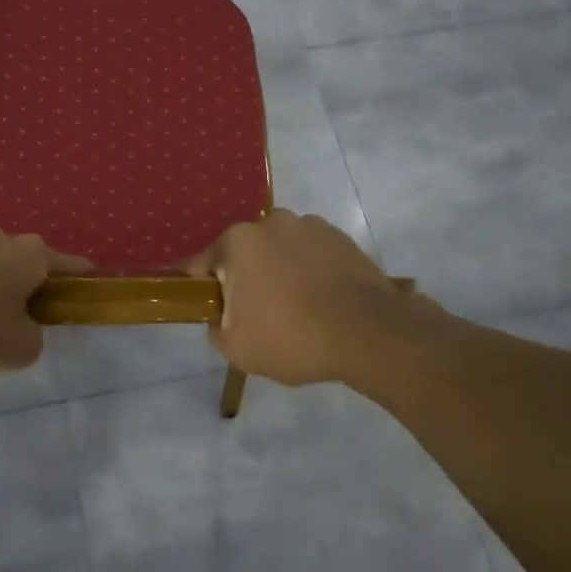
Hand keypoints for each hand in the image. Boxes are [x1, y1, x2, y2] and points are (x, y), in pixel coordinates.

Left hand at [0, 227, 89, 372]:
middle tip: (20, 308)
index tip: (88, 280)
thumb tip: (23, 329)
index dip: (80, 275)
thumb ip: (31, 338)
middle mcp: (1, 238)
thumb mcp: (20, 348)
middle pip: (22, 257)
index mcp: (32, 256)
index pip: (67, 264)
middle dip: (23, 278)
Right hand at [184, 210, 423, 386]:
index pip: (202, 265)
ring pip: (279, 251)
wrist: (369, 334)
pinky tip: (321, 300)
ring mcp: (309, 225)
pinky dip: (309, 270)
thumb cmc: (293, 338)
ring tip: (296, 308)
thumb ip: (215, 329)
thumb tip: (220, 317)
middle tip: (257, 316)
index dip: (201, 289)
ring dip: (278, 272)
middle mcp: (270, 222)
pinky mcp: (340, 236)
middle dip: (245, 279)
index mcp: (237, 242)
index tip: (207, 308)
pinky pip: (310, 253)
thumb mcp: (237, 349)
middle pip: (244, 254)